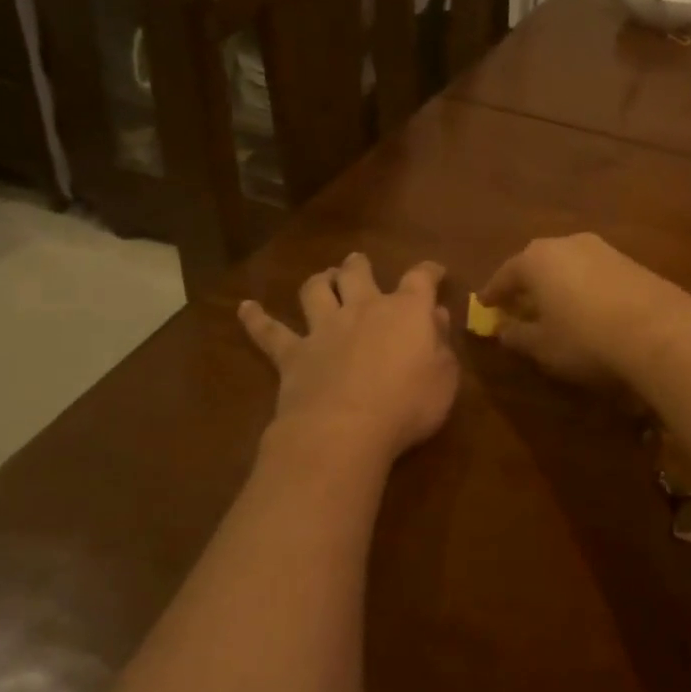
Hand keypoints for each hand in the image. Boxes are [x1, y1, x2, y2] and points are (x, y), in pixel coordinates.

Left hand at [239, 254, 458, 462]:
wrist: (345, 429)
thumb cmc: (408, 405)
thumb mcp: (445, 377)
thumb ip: (441, 343)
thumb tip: (436, 315)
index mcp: (406, 311)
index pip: (420, 279)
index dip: (429, 271)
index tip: (435, 270)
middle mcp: (363, 309)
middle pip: (358, 274)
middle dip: (358, 266)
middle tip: (357, 262)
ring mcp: (324, 329)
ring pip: (316, 291)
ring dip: (319, 280)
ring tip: (322, 277)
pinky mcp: (293, 354)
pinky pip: (270, 332)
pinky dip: (256, 319)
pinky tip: (245, 309)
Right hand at [478, 233, 690, 386]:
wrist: (659, 331)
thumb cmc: (585, 338)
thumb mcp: (542, 346)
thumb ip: (517, 335)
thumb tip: (503, 329)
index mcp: (536, 259)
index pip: (505, 275)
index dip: (492, 293)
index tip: (484, 306)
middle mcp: (566, 244)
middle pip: (537, 264)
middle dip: (526, 284)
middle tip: (518, 305)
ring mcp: (602, 249)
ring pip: (568, 265)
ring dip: (557, 285)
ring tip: (553, 309)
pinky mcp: (630, 261)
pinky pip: (593, 273)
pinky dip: (582, 288)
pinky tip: (586, 309)